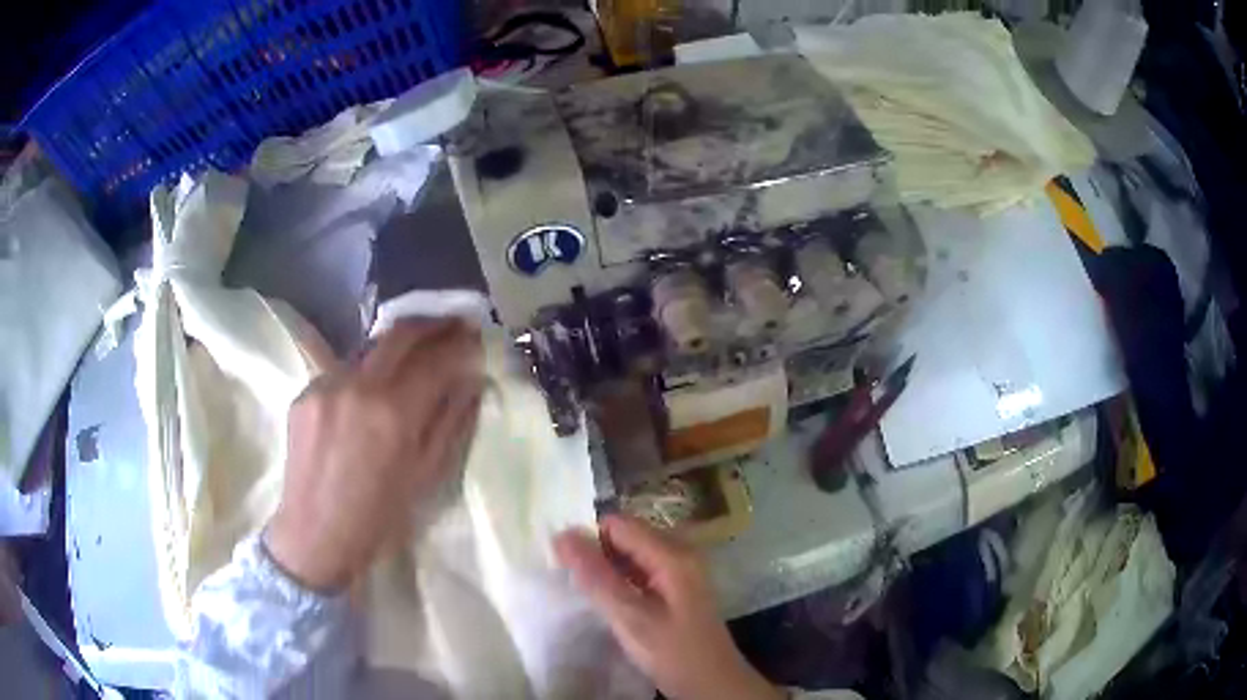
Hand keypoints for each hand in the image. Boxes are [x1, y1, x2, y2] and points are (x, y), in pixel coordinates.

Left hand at [266, 320, 482, 591]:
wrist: (315, 538)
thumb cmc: (379, 520)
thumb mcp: (426, 477)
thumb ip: (450, 421)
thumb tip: (469, 380)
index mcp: (393, 414)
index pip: (436, 359)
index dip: (461, 344)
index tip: (477, 337)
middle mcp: (357, 386)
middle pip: (400, 333)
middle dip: (433, 324)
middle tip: (454, 324)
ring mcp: (325, 385)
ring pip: (369, 347)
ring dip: (399, 344)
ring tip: (418, 351)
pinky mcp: (304, 392)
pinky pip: (343, 370)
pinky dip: (367, 372)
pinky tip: (373, 389)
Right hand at [554, 515, 783, 699]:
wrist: (713, 684)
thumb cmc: (673, 652)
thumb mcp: (630, 617)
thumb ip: (596, 577)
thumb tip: (562, 535)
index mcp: (673, 554)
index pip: (619, 524)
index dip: (588, 538)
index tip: (565, 566)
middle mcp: (681, 552)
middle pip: (627, 535)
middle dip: (597, 552)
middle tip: (577, 583)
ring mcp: (682, 570)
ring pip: (633, 553)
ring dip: (608, 568)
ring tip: (589, 593)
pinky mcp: (679, 587)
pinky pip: (643, 569)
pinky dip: (622, 579)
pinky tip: (611, 601)